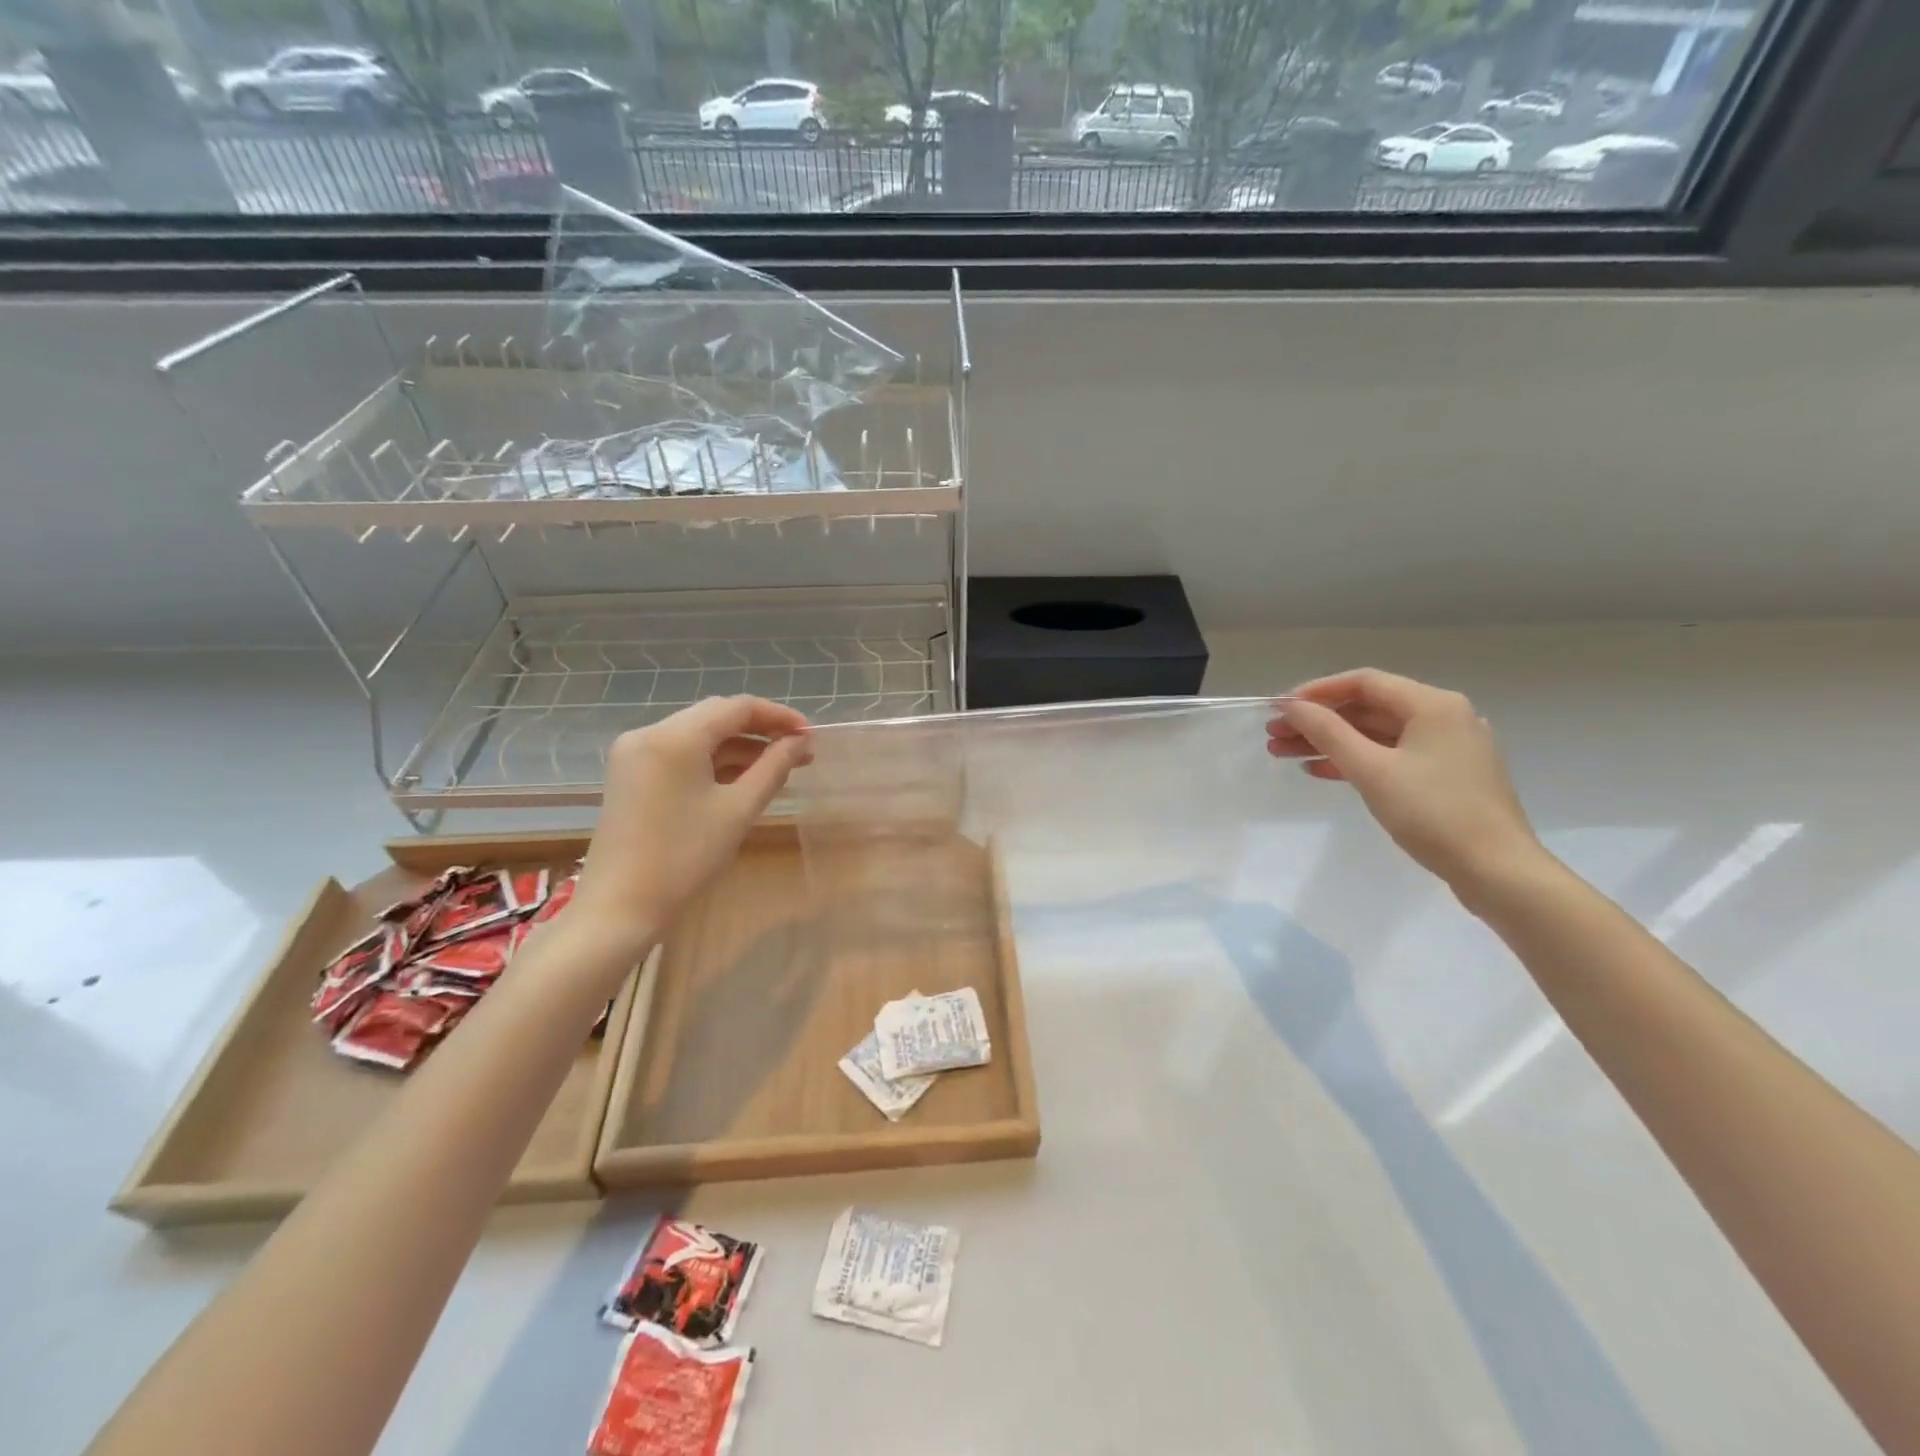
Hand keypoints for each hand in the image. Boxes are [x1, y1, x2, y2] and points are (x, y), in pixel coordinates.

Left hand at [571, 697, 810, 955]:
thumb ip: (773, 768)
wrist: (620, 907)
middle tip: (799, 752)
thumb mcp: (738, 810)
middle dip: (760, 731)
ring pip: (698, 735)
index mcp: (674, 737)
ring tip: (778, 768)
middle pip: (716, 717)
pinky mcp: (631, 774)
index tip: (810, 735)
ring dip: (738, 747)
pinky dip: (713, 762)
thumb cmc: (684, 858)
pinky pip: (681, 754)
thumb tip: (800, 743)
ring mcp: (635, 753)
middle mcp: (649, 733)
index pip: (737, 707)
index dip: (778, 716)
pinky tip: (742, 779)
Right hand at [1267, 668, 1548, 895]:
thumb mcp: (1371, 770)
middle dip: (1317, 721)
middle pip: (1368, 708)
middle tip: (1274, 736)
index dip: (1316, 692)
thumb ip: (1327, 732)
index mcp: (1433, 705)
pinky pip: (1391, 755)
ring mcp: (1447, 748)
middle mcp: (1443, 717)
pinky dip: (1356, 760)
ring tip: (1285, 754)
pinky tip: (1321, 771)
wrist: (1496, 870)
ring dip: (1330, 742)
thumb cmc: (1432, 813)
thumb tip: (1291, 706)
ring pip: (1376, 734)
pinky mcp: (1446, 776)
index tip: (1279, 709)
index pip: (1364, 682)